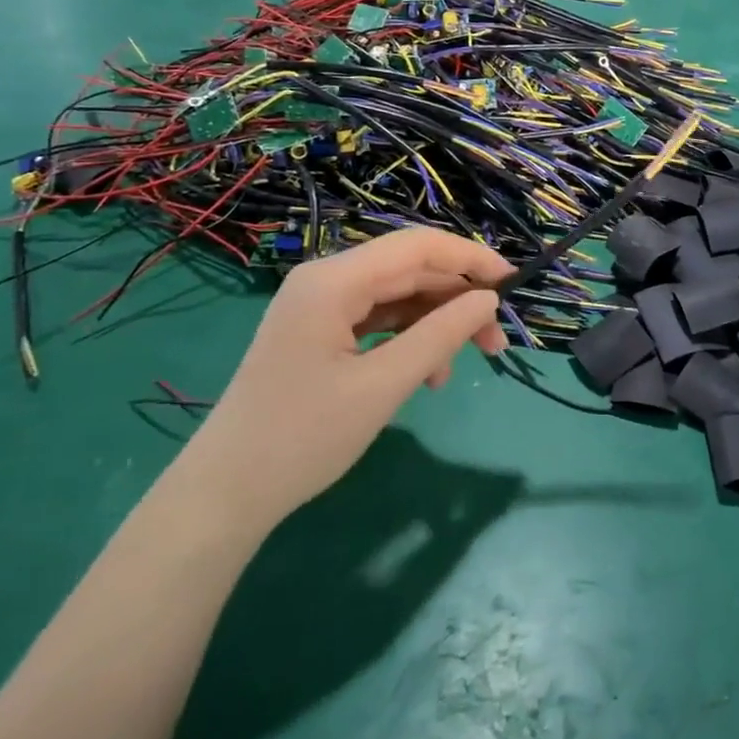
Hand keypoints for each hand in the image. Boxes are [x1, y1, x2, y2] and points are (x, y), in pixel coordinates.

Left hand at [174, 228, 511, 534]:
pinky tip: (425, 375)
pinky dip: (408, 340)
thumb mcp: (383, 385)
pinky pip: (378, 320)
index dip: (471, 259)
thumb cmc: (303, 437)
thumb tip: (488, 301)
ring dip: (434, 325)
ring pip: (398, 296)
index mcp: (334, 280)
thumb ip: (440, 335)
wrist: (226, 492)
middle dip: (457, 301)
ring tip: (452, 372)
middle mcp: (326, 280)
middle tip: (495, 343)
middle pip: (410, 271)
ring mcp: (320, 305)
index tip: (513, 285)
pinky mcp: (320, 330)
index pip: (418, 246)